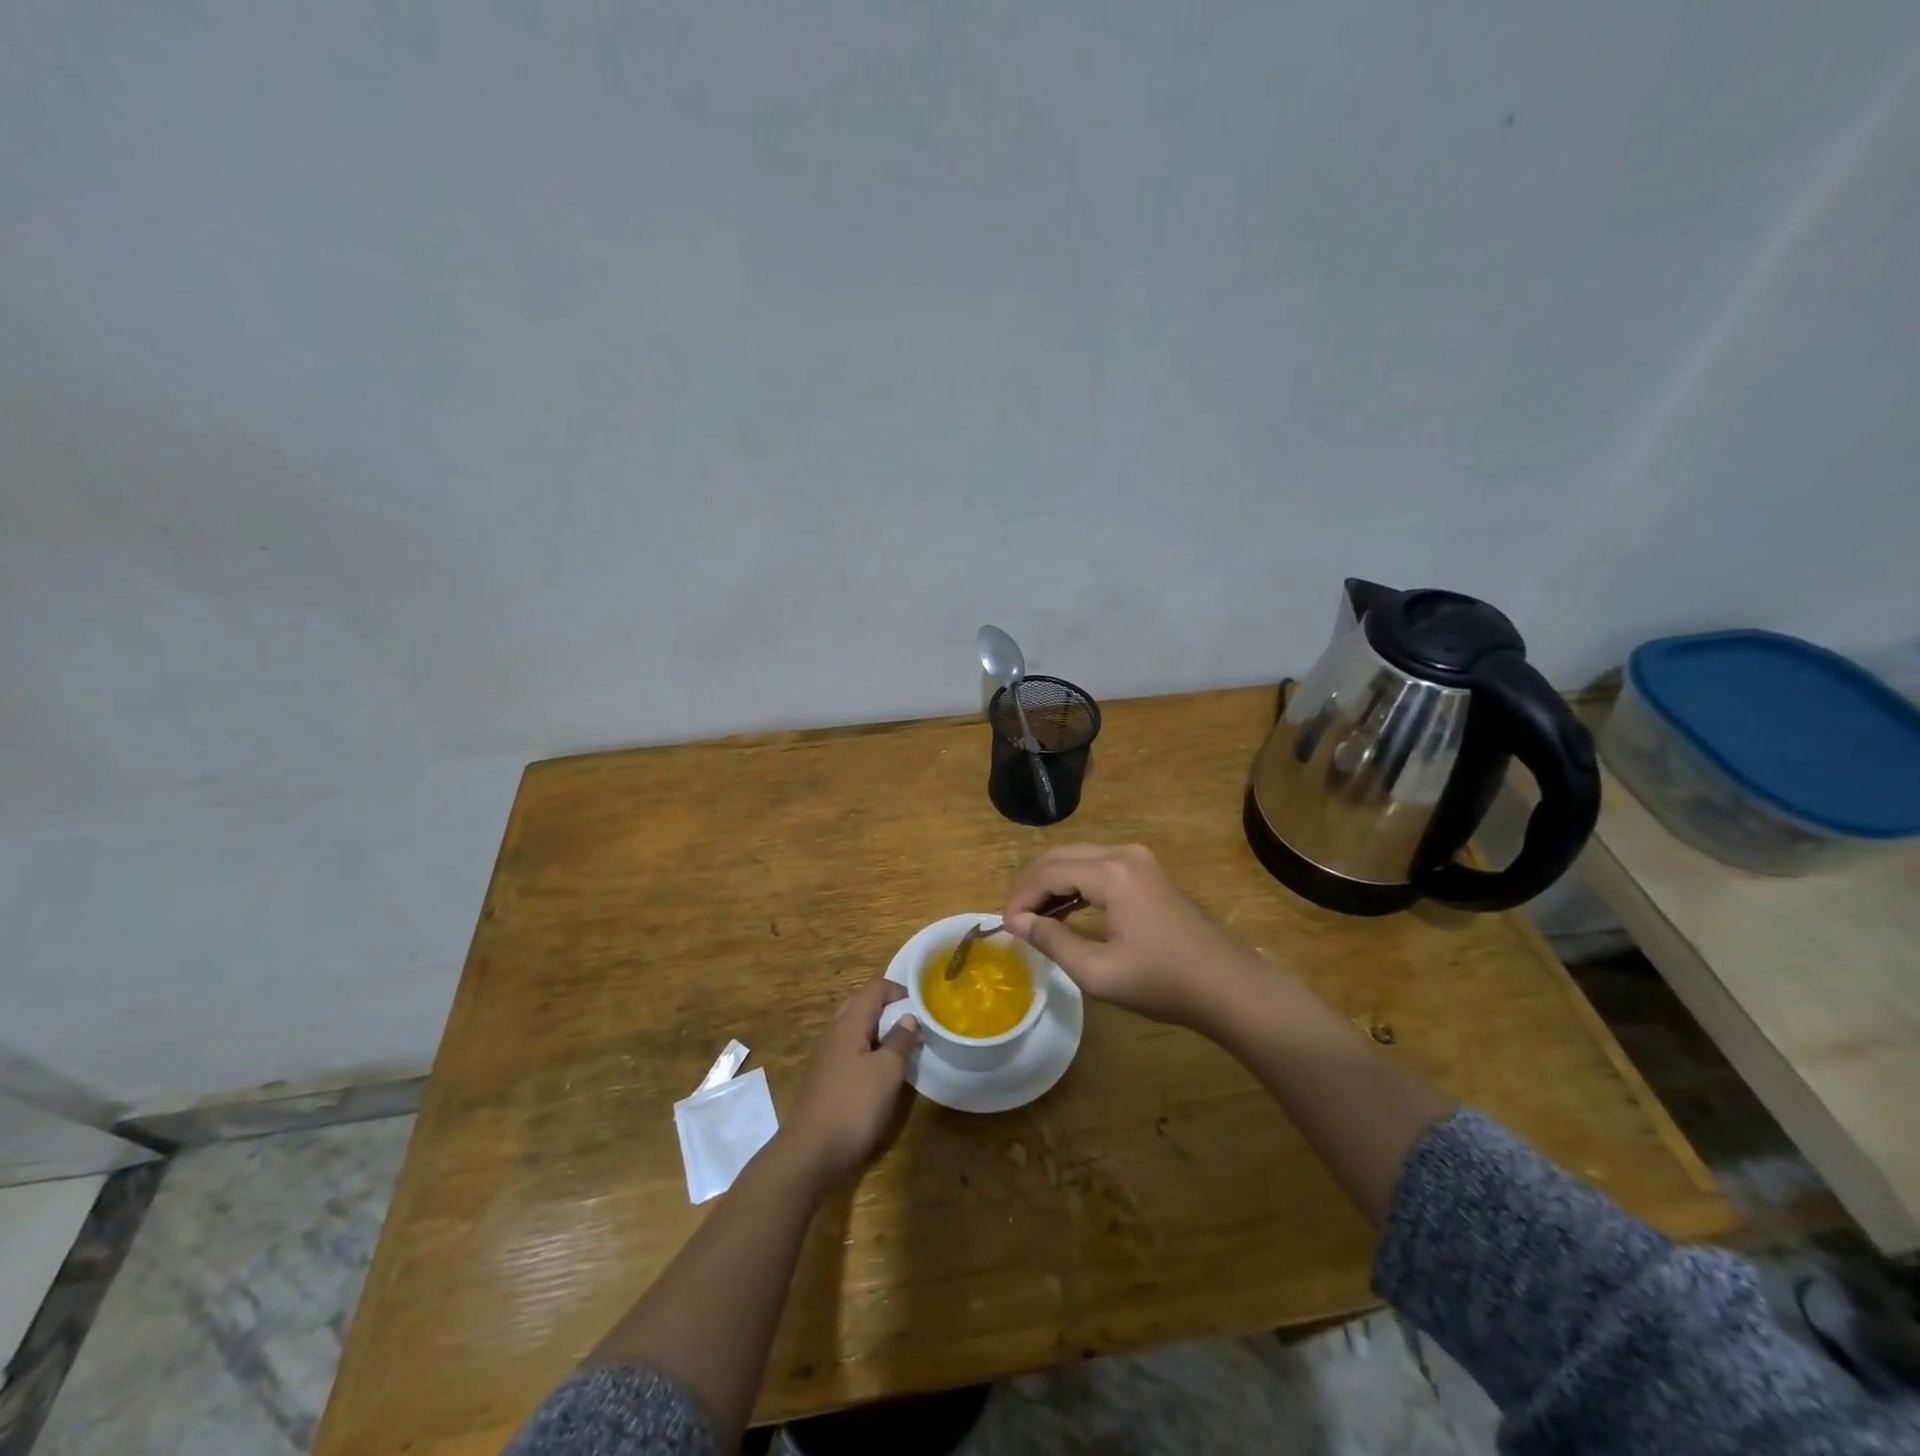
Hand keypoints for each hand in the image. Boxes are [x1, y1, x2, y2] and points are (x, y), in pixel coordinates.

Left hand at [776, 979, 919, 1190]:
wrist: (810, 1154)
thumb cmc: (853, 1106)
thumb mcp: (887, 1072)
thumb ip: (900, 1040)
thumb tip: (909, 1017)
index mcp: (849, 1023)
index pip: (874, 988)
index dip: (898, 990)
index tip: (920, 1006)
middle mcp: (833, 1032)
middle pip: (860, 1003)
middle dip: (887, 1007)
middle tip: (911, 1023)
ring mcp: (825, 1055)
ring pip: (853, 1027)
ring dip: (877, 1029)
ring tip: (900, 1046)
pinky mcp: (823, 1077)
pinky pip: (848, 1049)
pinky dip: (866, 1049)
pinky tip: (879, 1071)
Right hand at [1003, 844, 1256, 1026]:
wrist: (1229, 986)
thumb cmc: (1163, 982)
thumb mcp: (1098, 972)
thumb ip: (1052, 941)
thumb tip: (1017, 922)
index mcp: (1111, 872)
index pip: (1048, 872)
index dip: (1020, 898)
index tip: (1004, 927)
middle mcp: (1122, 853)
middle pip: (1060, 857)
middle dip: (1031, 885)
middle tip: (1013, 919)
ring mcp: (1138, 860)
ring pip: (1078, 859)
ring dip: (1051, 883)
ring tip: (1032, 918)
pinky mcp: (1147, 872)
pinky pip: (1098, 867)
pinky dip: (1075, 885)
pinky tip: (1063, 911)